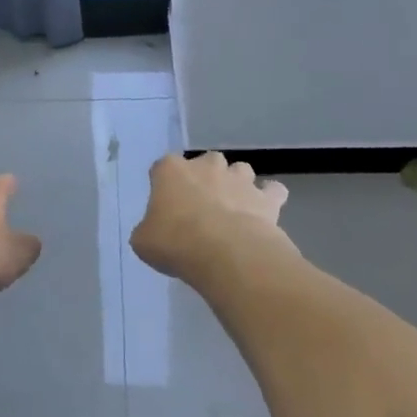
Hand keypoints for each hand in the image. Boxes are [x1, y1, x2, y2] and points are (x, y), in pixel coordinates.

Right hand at [131, 152, 288, 281]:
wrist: (226, 254)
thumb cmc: (176, 242)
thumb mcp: (143, 241)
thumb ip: (148, 229)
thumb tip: (155, 231)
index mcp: (171, 170)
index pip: (163, 167)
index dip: (165, 185)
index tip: (165, 206)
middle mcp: (206, 166)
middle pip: (206, 162)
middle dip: (205, 178)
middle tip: (201, 207)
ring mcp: (239, 179)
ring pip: (240, 170)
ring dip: (237, 184)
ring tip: (233, 209)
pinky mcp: (265, 198)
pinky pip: (272, 191)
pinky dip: (269, 198)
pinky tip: (264, 213)